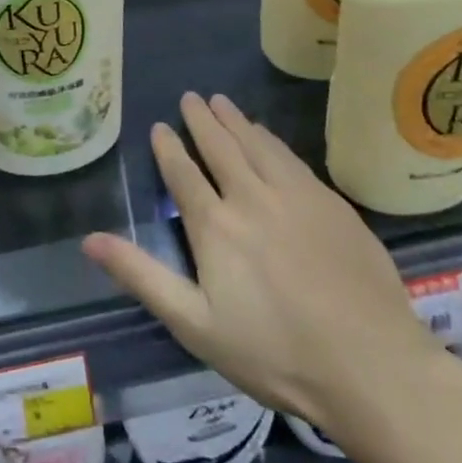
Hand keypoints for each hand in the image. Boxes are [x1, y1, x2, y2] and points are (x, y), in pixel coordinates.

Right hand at [84, 93, 446, 455]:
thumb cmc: (275, 353)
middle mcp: (252, 196)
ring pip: (257, 144)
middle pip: (221, 146)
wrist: (371, 365)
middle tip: (190, 97)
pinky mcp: (331, 203)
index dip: (169, 148)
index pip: (184, 174)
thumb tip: (90, 239)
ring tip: (221, 102)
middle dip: (202, 120)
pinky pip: (291, 157)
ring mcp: (296, 195)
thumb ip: (142, 276)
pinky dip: (271, 139)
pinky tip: (267, 135)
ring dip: (236, 120)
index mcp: (216, 225)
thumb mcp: (195, 325)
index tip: (159, 127)